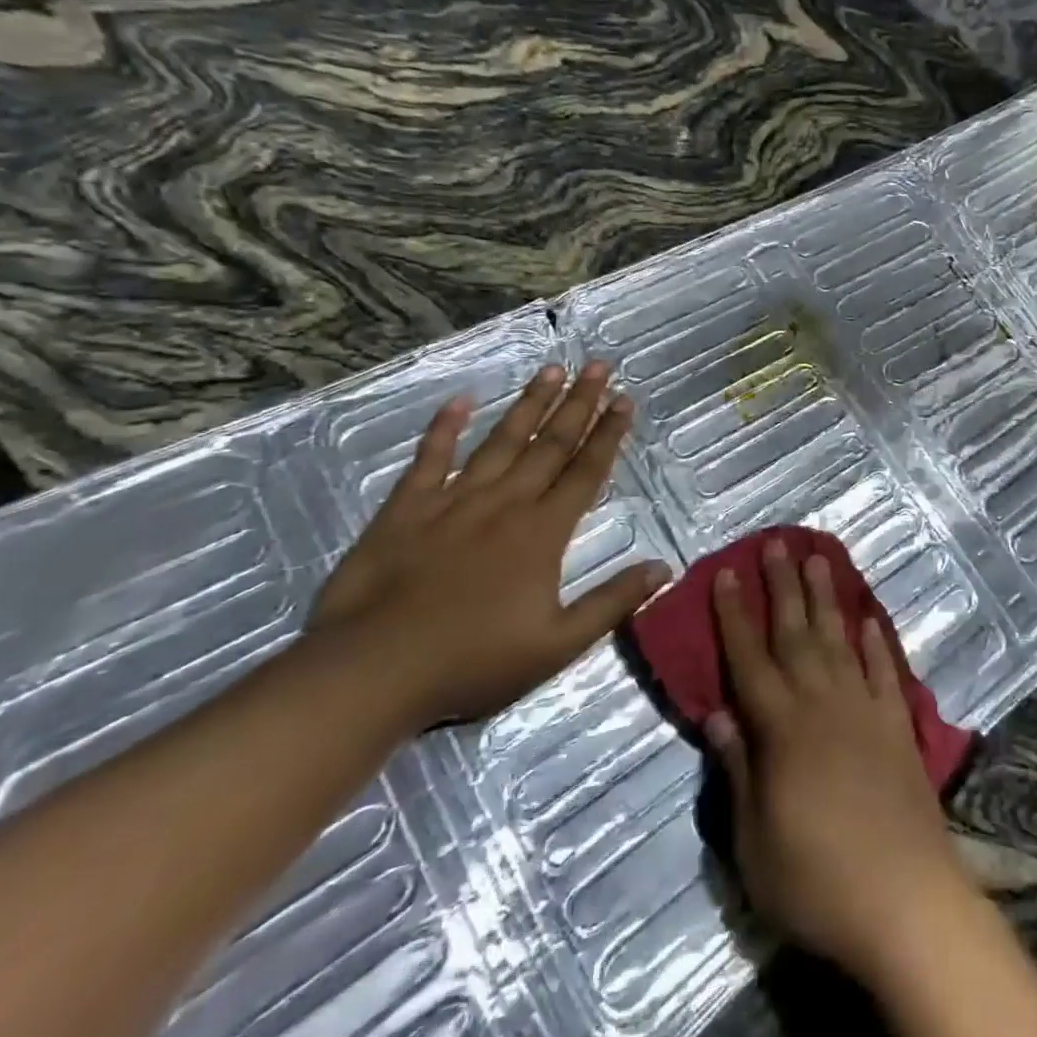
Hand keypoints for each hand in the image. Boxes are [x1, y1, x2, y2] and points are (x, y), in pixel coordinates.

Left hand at [309, 361, 668, 731]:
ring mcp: (454, 500)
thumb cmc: (472, 662)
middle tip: (597, 365)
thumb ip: (612, 602)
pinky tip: (460, 400)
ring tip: (551, 369)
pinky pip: (430, 458)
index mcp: (542, 532)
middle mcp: (505, 503)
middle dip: (578, 402)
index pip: (585, 471)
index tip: (624, 399)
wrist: (372, 671)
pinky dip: (444, 428)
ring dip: (529, 403)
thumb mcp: (557, 645)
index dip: (608, 434)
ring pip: (501, 440)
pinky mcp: (407, 508)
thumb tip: (664, 567)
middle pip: (550, 443)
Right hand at [704, 535, 974, 982]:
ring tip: (819, 558)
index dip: (734, 614)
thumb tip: (717, 713)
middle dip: (782, 585)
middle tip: (777, 542)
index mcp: (781, 729)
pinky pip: (884, 672)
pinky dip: (875, 643)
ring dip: (827, 598)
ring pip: (839, 640)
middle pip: (796, 633)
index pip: (749, 659)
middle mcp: (822, 704)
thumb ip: (738, 771)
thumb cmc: (818, 882)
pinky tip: (868, 620)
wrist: (906, 904)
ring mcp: (865, 710)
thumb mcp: (754, 843)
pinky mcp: (898, 726)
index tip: (726, 572)